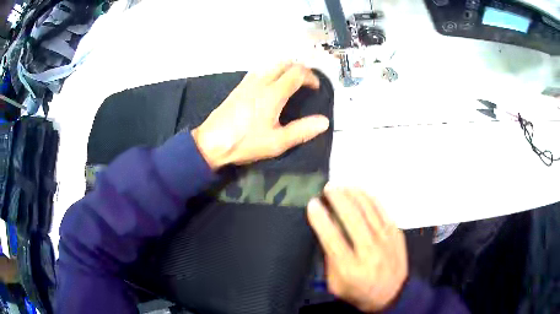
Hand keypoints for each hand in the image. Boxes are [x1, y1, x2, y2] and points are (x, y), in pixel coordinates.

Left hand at [191, 62, 329, 168]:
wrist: (211, 142)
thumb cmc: (245, 143)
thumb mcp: (277, 142)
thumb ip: (302, 130)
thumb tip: (324, 122)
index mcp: (273, 93)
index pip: (297, 73)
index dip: (311, 77)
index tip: (316, 88)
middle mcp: (261, 81)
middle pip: (284, 63)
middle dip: (299, 69)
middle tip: (306, 83)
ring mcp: (247, 82)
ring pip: (271, 64)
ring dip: (285, 68)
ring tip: (291, 83)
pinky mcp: (238, 87)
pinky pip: (260, 71)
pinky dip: (271, 71)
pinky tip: (270, 86)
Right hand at [307, 188, 407, 311]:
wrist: (391, 294)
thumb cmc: (359, 291)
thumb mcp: (335, 284)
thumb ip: (329, 260)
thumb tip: (326, 230)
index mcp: (350, 269)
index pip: (332, 238)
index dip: (321, 219)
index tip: (313, 203)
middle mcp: (369, 252)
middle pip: (352, 219)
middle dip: (338, 199)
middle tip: (328, 188)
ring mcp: (386, 240)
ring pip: (368, 210)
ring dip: (353, 194)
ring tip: (342, 186)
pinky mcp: (396, 233)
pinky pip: (382, 210)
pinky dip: (370, 198)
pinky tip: (360, 191)